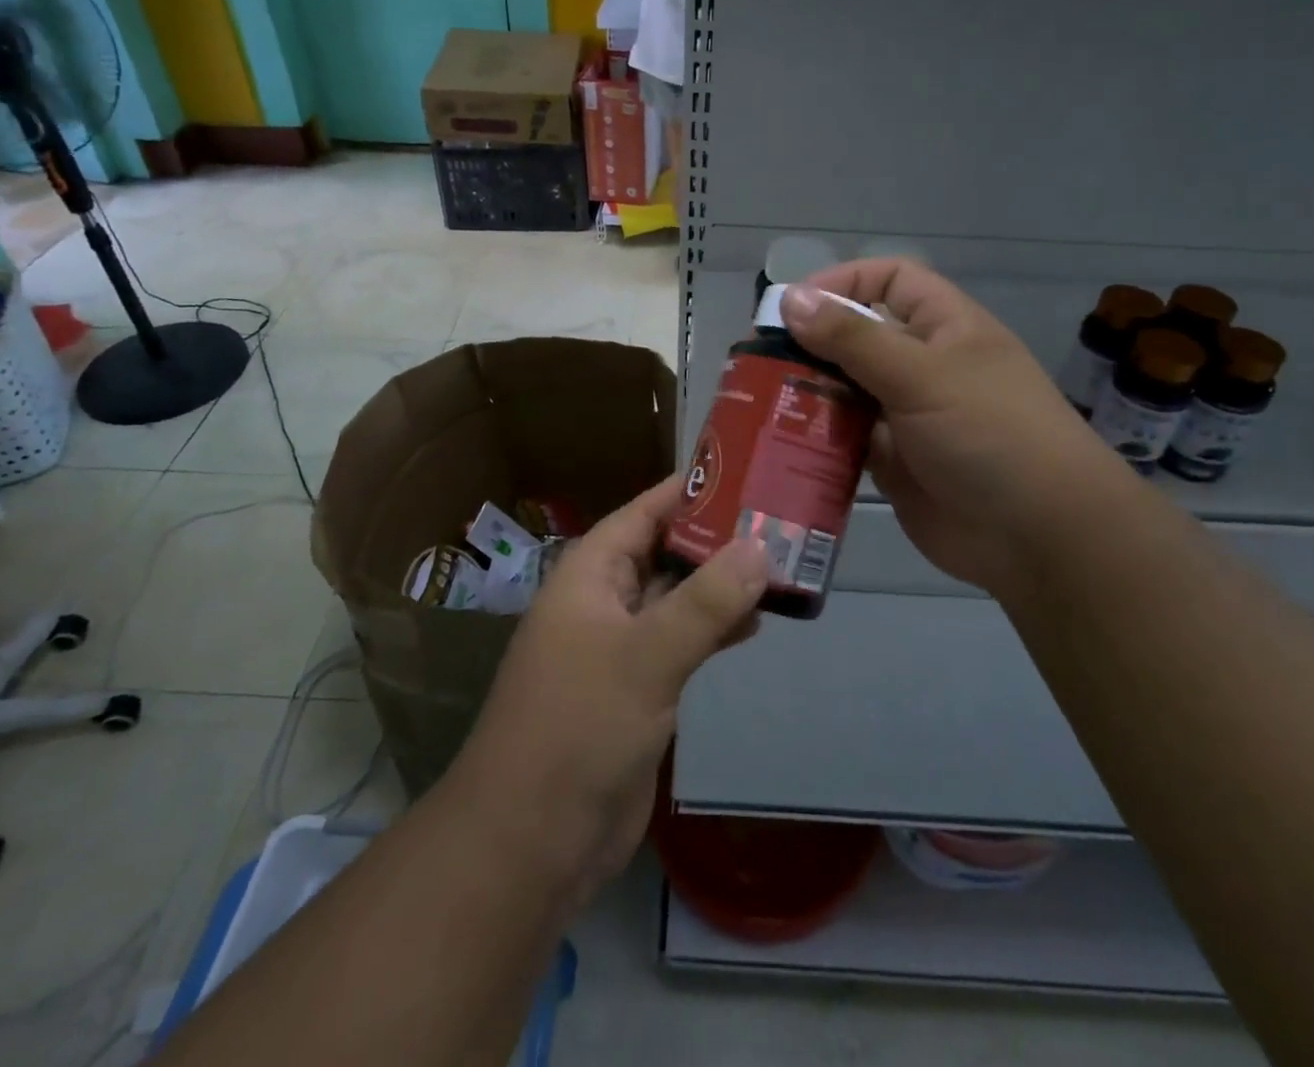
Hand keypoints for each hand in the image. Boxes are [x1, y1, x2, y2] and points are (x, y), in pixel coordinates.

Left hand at [449, 479, 768, 904]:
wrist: (532, 839)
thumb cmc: (579, 726)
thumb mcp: (646, 655)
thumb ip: (705, 601)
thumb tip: (760, 547)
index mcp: (589, 574)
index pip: (643, 512)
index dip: (690, 491)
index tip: (745, 473)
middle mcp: (603, 600)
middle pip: (664, 552)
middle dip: (716, 539)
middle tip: (780, 521)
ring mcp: (619, 646)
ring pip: (676, 598)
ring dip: (720, 585)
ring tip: (781, 566)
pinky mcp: (636, 689)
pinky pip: (680, 642)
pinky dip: (714, 628)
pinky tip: (755, 622)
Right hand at [780, 259, 1117, 592]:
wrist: (1038, 536)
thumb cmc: (990, 434)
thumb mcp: (922, 375)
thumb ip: (854, 338)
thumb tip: (791, 298)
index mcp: (945, 328)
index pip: (891, 280)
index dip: (845, 281)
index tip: (794, 305)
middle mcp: (923, 365)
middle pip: (858, 337)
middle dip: (813, 343)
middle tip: (760, 359)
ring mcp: (906, 415)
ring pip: (846, 389)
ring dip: (809, 391)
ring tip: (760, 399)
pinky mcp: (892, 461)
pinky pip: (844, 438)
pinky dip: (817, 437)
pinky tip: (782, 440)